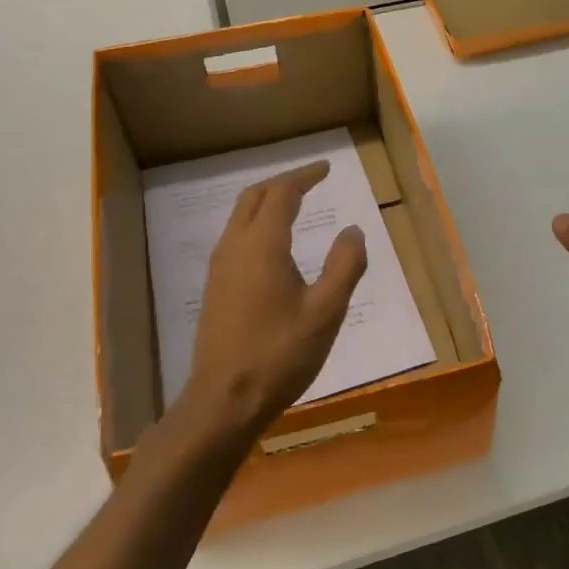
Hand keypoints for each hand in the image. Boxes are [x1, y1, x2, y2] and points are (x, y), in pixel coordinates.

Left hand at [182, 161, 367, 438]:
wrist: (225, 399)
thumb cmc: (281, 354)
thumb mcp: (326, 311)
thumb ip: (345, 265)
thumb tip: (353, 230)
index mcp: (262, 245)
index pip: (282, 193)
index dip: (304, 176)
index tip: (326, 168)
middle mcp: (235, 247)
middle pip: (254, 197)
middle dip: (283, 182)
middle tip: (311, 180)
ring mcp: (220, 268)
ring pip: (240, 217)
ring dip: (267, 202)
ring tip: (295, 204)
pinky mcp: (215, 288)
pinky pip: (236, 238)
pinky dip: (257, 224)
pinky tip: (274, 246)